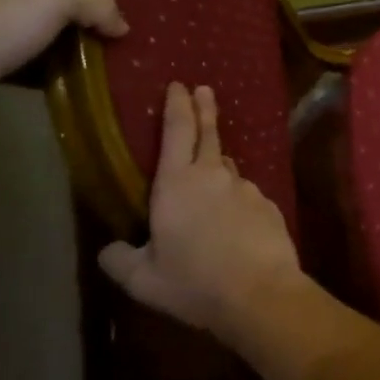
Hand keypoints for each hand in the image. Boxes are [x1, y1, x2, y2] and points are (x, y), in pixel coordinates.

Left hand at [0, 0, 125, 106]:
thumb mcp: (54, 3)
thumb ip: (95, 3)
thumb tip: (122, 25)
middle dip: (91, 9)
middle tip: (123, 21)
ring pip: (50, 28)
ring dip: (78, 41)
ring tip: (114, 50)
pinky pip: (37, 57)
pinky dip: (58, 66)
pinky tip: (85, 75)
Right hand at [99, 83, 303, 336]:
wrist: (261, 293)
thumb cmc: (195, 283)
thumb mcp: (143, 280)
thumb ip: (120, 261)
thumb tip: (109, 249)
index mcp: (177, 184)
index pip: (177, 130)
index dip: (177, 105)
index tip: (178, 85)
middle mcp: (214, 176)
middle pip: (209, 133)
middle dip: (204, 109)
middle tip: (204, 89)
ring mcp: (247, 188)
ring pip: (227, 169)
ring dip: (217, 167)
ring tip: (208, 182)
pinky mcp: (269, 206)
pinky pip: (245, 196)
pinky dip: (235, 201)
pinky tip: (234, 224)